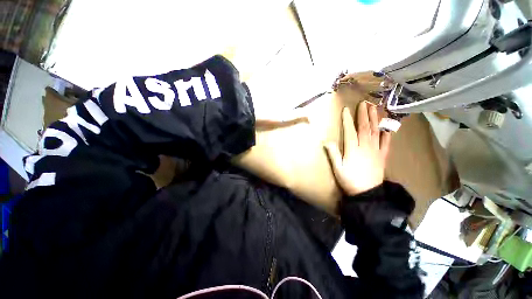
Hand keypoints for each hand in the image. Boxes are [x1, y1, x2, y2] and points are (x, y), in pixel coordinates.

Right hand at [325, 101, 391, 195]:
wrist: (367, 193)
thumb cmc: (349, 180)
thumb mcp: (338, 169)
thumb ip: (333, 154)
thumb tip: (326, 141)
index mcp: (353, 149)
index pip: (350, 131)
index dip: (347, 120)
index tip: (346, 109)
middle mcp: (365, 147)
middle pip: (365, 128)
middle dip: (364, 114)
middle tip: (364, 103)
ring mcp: (376, 151)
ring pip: (375, 131)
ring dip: (375, 119)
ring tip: (374, 108)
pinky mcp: (382, 156)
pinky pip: (386, 143)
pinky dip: (387, 134)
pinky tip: (387, 128)